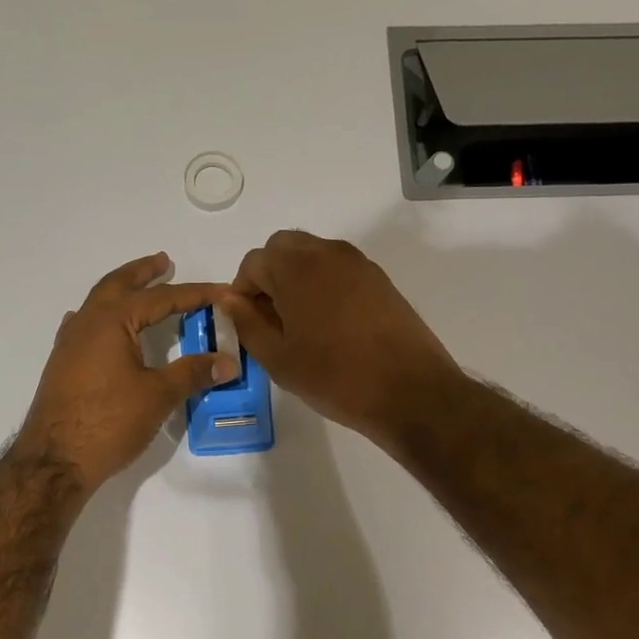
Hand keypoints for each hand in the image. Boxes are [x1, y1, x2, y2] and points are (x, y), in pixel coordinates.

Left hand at [17, 253, 238, 493]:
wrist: (55, 460)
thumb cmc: (109, 422)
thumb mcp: (158, 395)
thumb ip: (193, 373)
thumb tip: (228, 361)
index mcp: (111, 321)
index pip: (160, 298)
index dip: (194, 294)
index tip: (221, 291)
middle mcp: (86, 323)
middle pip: (117, 286)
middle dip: (143, 273)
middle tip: (164, 262)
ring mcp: (69, 344)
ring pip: (97, 304)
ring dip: (120, 292)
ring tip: (139, 291)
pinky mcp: (62, 365)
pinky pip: (83, 327)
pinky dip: (100, 318)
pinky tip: (103, 330)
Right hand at [226, 230, 459, 444]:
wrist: (409, 391)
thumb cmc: (334, 377)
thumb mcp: (278, 358)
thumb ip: (247, 323)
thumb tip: (230, 299)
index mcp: (296, 268)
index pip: (254, 261)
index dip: (243, 291)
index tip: (248, 323)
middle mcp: (327, 253)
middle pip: (284, 248)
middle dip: (270, 276)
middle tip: (272, 319)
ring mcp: (358, 263)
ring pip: (313, 255)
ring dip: (297, 278)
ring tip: (300, 324)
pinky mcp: (379, 279)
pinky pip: (338, 269)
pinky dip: (324, 284)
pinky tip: (330, 325)